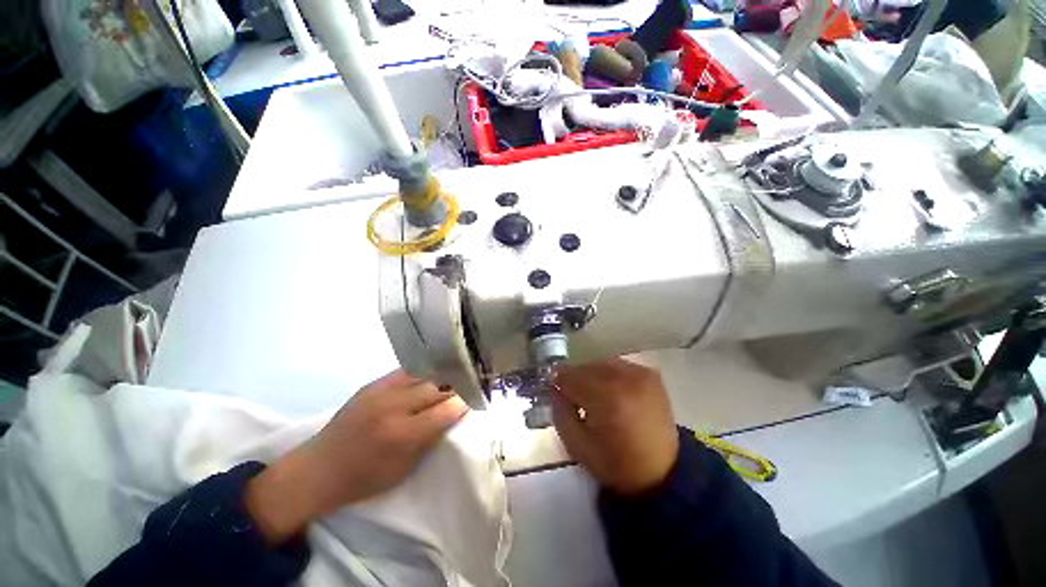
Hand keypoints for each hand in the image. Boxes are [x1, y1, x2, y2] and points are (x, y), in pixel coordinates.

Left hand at [245, 370, 467, 543]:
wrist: (318, 469)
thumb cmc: (364, 479)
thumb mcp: (405, 469)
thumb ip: (432, 438)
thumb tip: (454, 414)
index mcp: (403, 434)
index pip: (447, 409)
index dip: (465, 403)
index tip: (475, 399)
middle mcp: (394, 406)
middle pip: (438, 387)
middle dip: (457, 387)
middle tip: (467, 387)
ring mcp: (382, 391)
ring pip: (425, 374)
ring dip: (441, 377)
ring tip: (452, 378)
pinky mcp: (373, 384)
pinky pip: (407, 371)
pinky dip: (423, 373)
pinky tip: (430, 375)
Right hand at [552, 358, 678, 495]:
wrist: (661, 472)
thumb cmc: (615, 463)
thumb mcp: (577, 445)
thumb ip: (560, 411)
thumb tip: (554, 387)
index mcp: (606, 398)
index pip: (570, 376)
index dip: (558, 382)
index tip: (555, 389)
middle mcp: (625, 379)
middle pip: (586, 367)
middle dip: (575, 379)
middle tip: (573, 396)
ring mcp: (640, 374)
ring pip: (601, 363)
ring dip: (592, 376)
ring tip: (594, 394)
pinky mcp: (650, 375)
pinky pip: (618, 365)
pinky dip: (609, 374)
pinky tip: (612, 391)